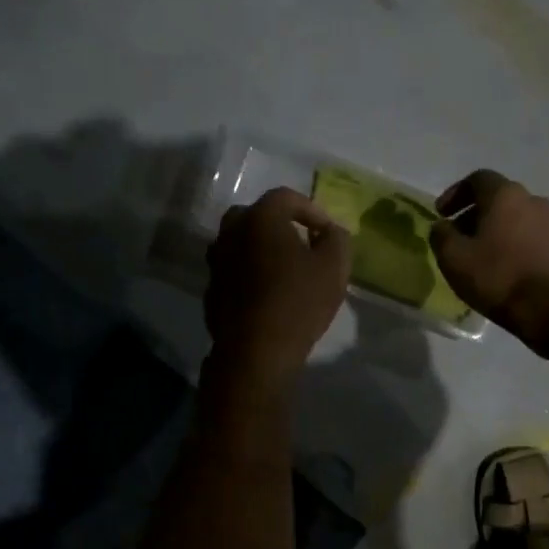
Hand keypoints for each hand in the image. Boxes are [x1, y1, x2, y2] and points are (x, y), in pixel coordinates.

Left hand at [206, 188, 352, 385]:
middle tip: (301, 244)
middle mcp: (231, 233)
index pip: (286, 197)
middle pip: (255, 216)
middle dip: (280, 225)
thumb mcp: (334, 267)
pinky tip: (267, 294)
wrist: (256, 351)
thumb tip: (329, 231)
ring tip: (284, 270)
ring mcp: (216, 262)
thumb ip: (336, 239)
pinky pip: (233, 271)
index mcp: (260, 219)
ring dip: (261, 249)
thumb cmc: (299, 302)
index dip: (311, 210)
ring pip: (240, 243)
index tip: (326, 233)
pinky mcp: (211, 290)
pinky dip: (249, 274)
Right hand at [430, 169, 548, 348]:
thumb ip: (441, 235)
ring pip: (516, 218)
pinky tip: (503, 269)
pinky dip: (513, 244)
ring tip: (480, 256)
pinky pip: (531, 237)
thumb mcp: (453, 257)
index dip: (455, 193)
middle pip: (498, 198)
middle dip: (474, 214)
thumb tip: (442, 227)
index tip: (441, 214)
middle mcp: (533, 200)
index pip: (478, 179)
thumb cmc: (497, 276)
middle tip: (457, 237)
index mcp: (505, 195)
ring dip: (495, 230)